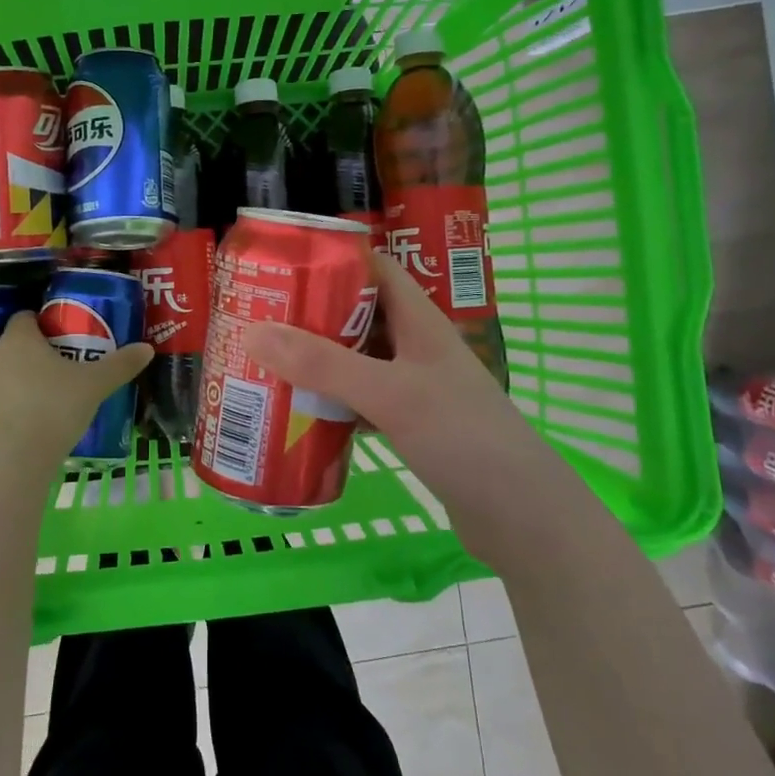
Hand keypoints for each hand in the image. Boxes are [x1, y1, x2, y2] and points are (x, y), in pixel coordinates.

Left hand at [0, 311, 152, 471]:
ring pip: (3, 376)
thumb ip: (120, 365)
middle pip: (15, 347)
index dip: (45, 324)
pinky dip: (9, 412)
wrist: (9, 464)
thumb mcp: (94, 386)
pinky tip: (29, 430)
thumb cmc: (52, 410)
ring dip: (21, 384)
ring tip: (49, 403)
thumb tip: (147, 348)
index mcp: (19, 340)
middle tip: (66, 372)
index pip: (26, 317)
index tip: (67, 339)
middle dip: (37, 356)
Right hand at [242, 251, 527, 516]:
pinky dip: (332, 401)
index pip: (373, 269)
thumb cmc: (461, 437)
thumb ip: (324, 365)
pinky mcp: (410, 423)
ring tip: (267, 363)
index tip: (281, 266)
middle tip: (259, 319)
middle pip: (357, 315)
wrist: (521, 515)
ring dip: (317, 360)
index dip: (331, 260)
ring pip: (356, 359)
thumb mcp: (389, 394)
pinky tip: (301, 412)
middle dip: (311, 314)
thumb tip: (253, 333)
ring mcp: (414, 386)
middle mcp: (416, 346)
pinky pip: (360, 399)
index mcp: (419, 321)